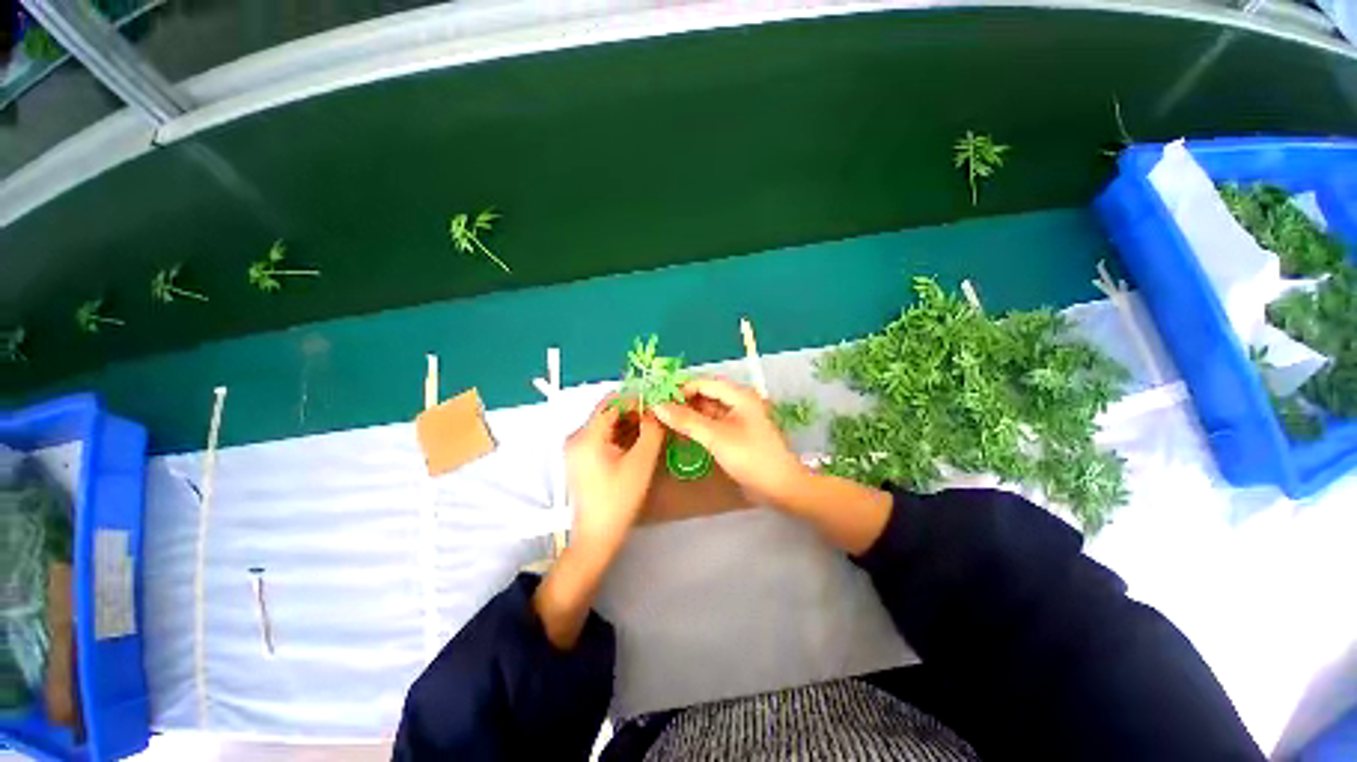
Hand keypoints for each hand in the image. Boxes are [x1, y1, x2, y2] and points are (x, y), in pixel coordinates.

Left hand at [565, 396, 665, 556]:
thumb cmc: (619, 499)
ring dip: (630, 425)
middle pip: (609, 412)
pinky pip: (603, 438)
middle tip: (658, 419)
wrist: (597, 536)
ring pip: (608, 425)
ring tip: (653, 431)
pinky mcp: (581, 458)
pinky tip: (639, 443)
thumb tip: (657, 410)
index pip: (613, 402)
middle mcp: (577, 437)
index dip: (636, 399)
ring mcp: (577, 448)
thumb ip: (651, 430)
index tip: (657, 404)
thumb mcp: (641, 462)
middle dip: (635, 413)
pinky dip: (621, 437)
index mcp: (586, 436)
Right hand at [654, 378, 809, 507]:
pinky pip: (714, 423)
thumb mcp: (715, 437)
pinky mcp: (738, 433)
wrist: (780, 487)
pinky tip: (684, 434)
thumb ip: (686, 420)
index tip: (660, 400)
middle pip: (707, 395)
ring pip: (709, 410)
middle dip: (684, 402)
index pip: (704, 383)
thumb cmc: (750, 456)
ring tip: (667, 424)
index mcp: (739, 395)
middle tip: (660, 413)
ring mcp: (739, 418)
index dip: (681, 389)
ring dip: (690, 415)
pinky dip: (699, 426)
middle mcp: (740, 401)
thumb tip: (657, 406)